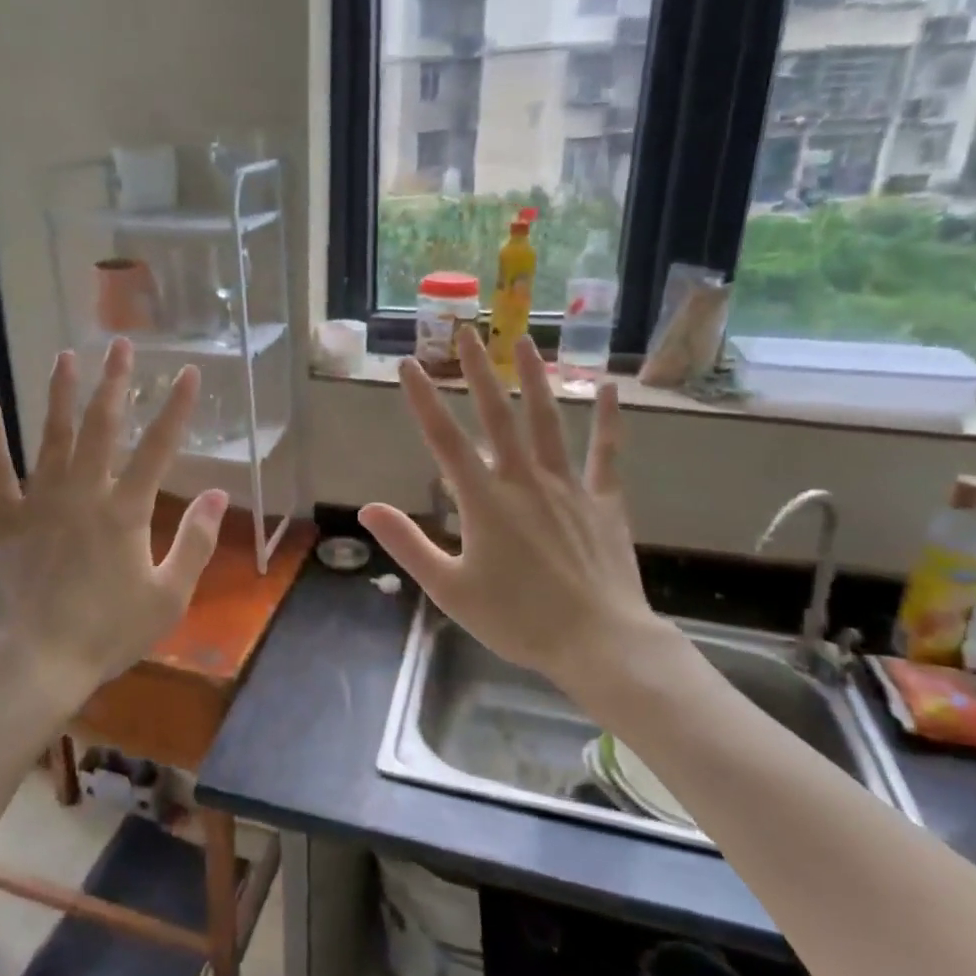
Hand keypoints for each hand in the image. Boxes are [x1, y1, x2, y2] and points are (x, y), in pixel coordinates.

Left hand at [0, 338, 227, 711]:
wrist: (32, 664)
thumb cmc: (106, 633)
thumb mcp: (168, 595)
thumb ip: (195, 542)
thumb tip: (217, 494)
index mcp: (126, 510)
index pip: (159, 447)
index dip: (177, 408)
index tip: (188, 373)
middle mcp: (84, 493)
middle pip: (102, 426)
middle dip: (114, 382)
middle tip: (120, 345)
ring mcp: (40, 502)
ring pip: (51, 436)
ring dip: (60, 394)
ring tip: (66, 356)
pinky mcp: (5, 519)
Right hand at [360, 329, 687, 714]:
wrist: (599, 644)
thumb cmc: (517, 620)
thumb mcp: (449, 589)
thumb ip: (408, 544)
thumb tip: (366, 510)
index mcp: (484, 502)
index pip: (444, 440)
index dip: (424, 400)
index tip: (409, 364)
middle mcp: (524, 482)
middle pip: (498, 416)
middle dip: (478, 372)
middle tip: (466, 331)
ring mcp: (569, 488)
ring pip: (548, 422)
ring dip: (534, 379)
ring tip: (524, 340)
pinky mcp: (603, 502)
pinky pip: (606, 454)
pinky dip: (608, 420)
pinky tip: (609, 388)